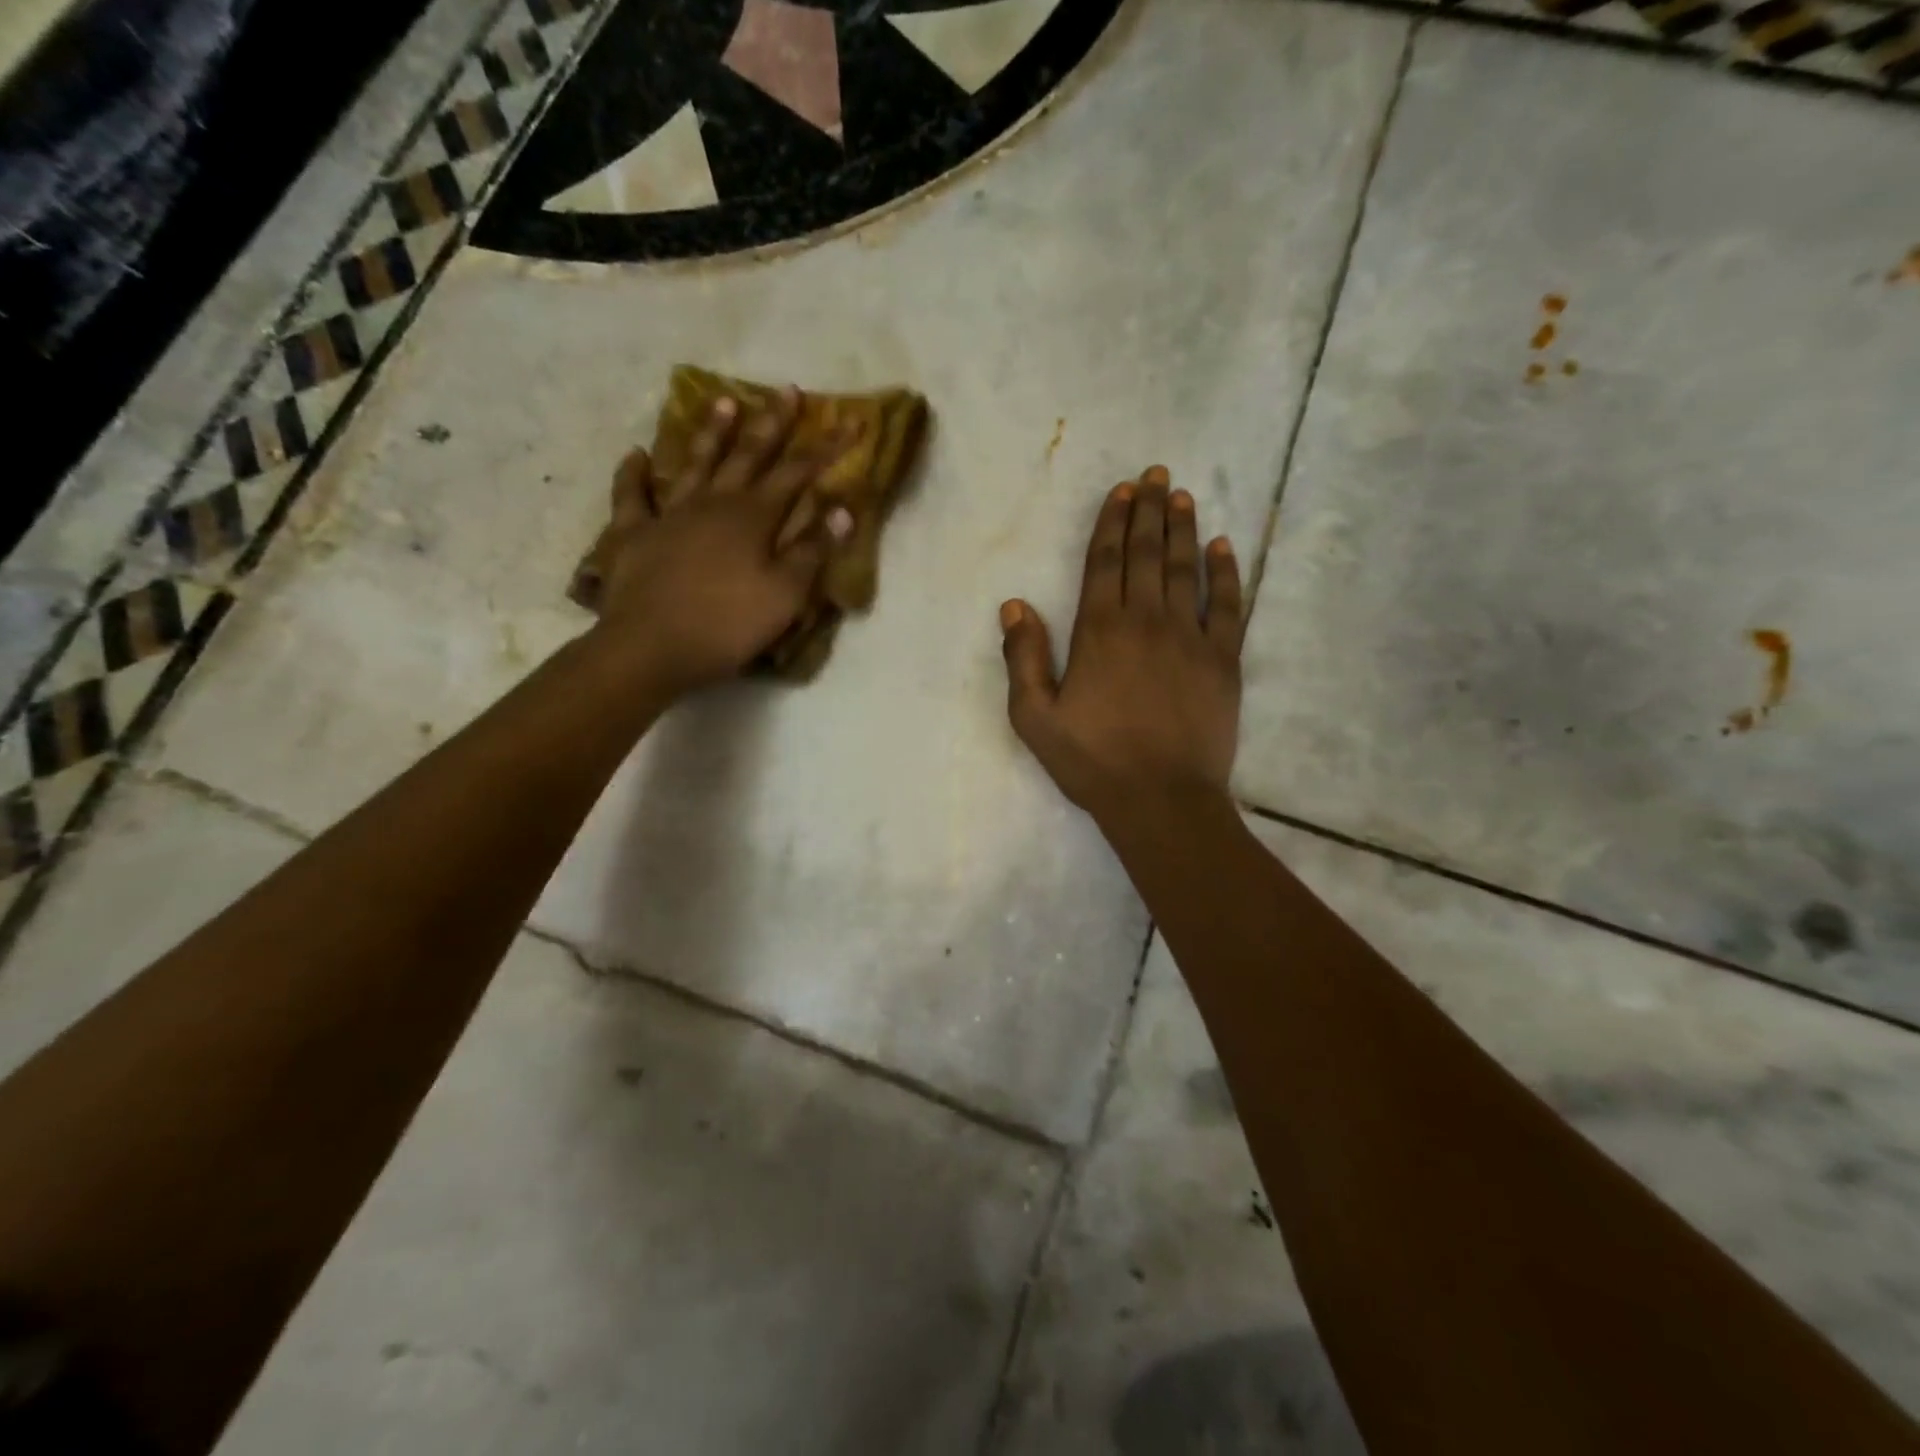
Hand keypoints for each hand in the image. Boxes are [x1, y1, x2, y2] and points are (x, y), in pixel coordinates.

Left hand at [589, 389, 853, 696]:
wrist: (651, 646)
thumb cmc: (727, 625)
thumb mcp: (785, 595)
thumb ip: (812, 551)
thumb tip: (840, 510)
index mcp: (754, 517)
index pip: (798, 473)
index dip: (827, 448)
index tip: (851, 422)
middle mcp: (714, 503)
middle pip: (748, 455)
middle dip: (772, 423)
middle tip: (787, 390)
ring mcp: (670, 514)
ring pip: (695, 462)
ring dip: (712, 432)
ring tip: (724, 400)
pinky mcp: (634, 533)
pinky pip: (632, 495)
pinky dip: (633, 474)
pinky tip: (636, 455)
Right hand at [1000, 466, 1245, 820]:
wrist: (1162, 799)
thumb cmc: (1092, 760)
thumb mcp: (1035, 718)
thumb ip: (1024, 659)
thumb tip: (1015, 605)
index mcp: (1099, 631)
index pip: (1105, 562)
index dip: (1112, 523)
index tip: (1122, 491)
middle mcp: (1146, 621)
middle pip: (1147, 554)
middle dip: (1150, 511)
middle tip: (1156, 475)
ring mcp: (1190, 637)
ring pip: (1186, 569)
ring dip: (1183, 529)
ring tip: (1182, 496)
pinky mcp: (1223, 659)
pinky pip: (1228, 604)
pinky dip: (1226, 572)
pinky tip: (1223, 547)